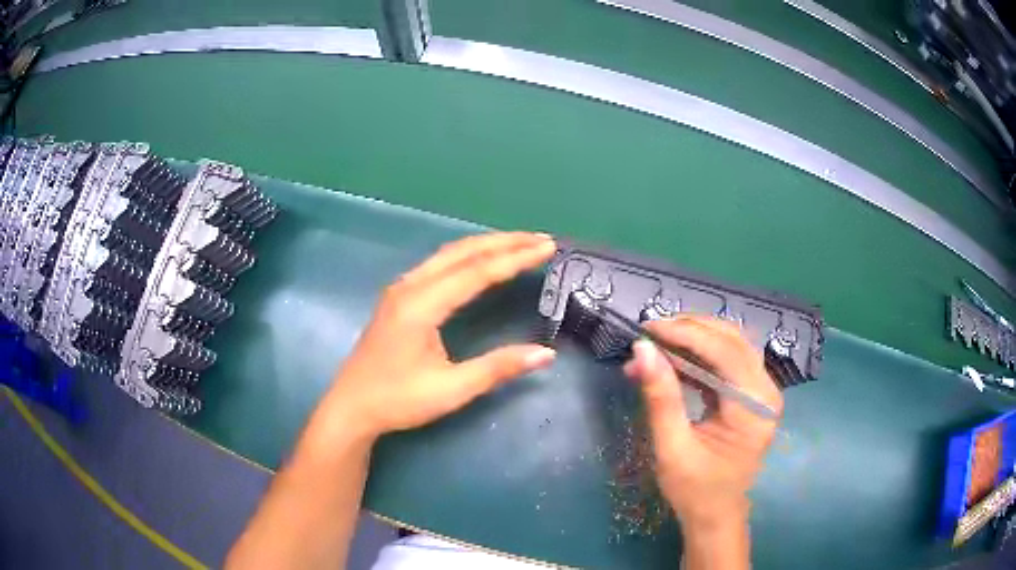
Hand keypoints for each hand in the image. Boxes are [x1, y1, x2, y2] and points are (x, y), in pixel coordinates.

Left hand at [321, 232, 557, 441]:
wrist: (351, 407)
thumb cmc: (398, 401)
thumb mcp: (451, 390)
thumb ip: (497, 368)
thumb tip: (546, 355)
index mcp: (421, 305)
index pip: (476, 271)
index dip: (515, 258)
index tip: (547, 247)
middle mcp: (410, 287)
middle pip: (462, 252)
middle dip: (504, 242)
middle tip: (541, 239)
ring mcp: (401, 289)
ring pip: (448, 254)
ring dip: (485, 245)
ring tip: (519, 244)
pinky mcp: (398, 296)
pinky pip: (438, 263)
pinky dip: (467, 256)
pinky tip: (480, 260)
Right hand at [624, 317, 782, 529]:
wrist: (715, 513)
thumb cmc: (694, 489)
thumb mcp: (672, 448)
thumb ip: (661, 397)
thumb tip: (641, 349)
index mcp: (754, 408)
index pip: (725, 353)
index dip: (686, 334)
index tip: (647, 330)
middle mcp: (766, 391)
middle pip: (732, 340)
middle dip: (690, 329)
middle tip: (649, 333)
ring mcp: (763, 390)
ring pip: (732, 343)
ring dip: (695, 337)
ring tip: (658, 341)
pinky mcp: (752, 393)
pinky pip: (729, 359)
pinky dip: (701, 353)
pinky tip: (675, 358)